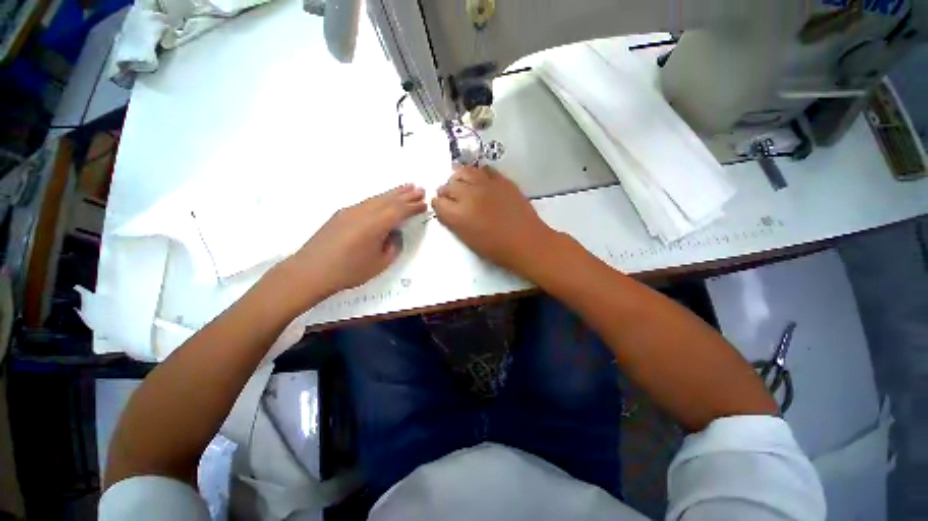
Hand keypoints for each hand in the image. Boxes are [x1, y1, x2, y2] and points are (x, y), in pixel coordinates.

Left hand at [279, 184, 426, 303]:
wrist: (310, 271)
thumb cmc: (349, 271)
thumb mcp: (380, 263)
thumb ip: (393, 246)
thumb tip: (394, 234)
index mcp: (376, 224)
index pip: (400, 211)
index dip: (413, 207)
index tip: (425, 203)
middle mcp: (364, 212)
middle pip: (390, 199)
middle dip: (406, 194)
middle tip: (420, 189)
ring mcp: (351, 211)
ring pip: (377, 198)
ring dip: (393, 193)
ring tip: (406, 187)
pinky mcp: (342, 213)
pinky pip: (367, 202)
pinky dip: (379, 198)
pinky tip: (383, 199)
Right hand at [432, 166, 556, 272]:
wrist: (526, 242)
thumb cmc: (496, 248)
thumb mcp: (468, 239)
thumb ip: (454, 222)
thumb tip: (448, 210)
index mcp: (458, 215)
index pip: (438, 202)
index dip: (438, 204)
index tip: (441, 206)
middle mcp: (468, 195)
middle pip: (448, 185)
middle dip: (446, 191)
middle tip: (450, 196)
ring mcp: (486, 185)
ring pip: (464, 172)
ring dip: (459, 178)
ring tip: (462, 184)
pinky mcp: (501, 180)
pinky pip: (484, 170)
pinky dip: (478, 174)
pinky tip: (480, 181)